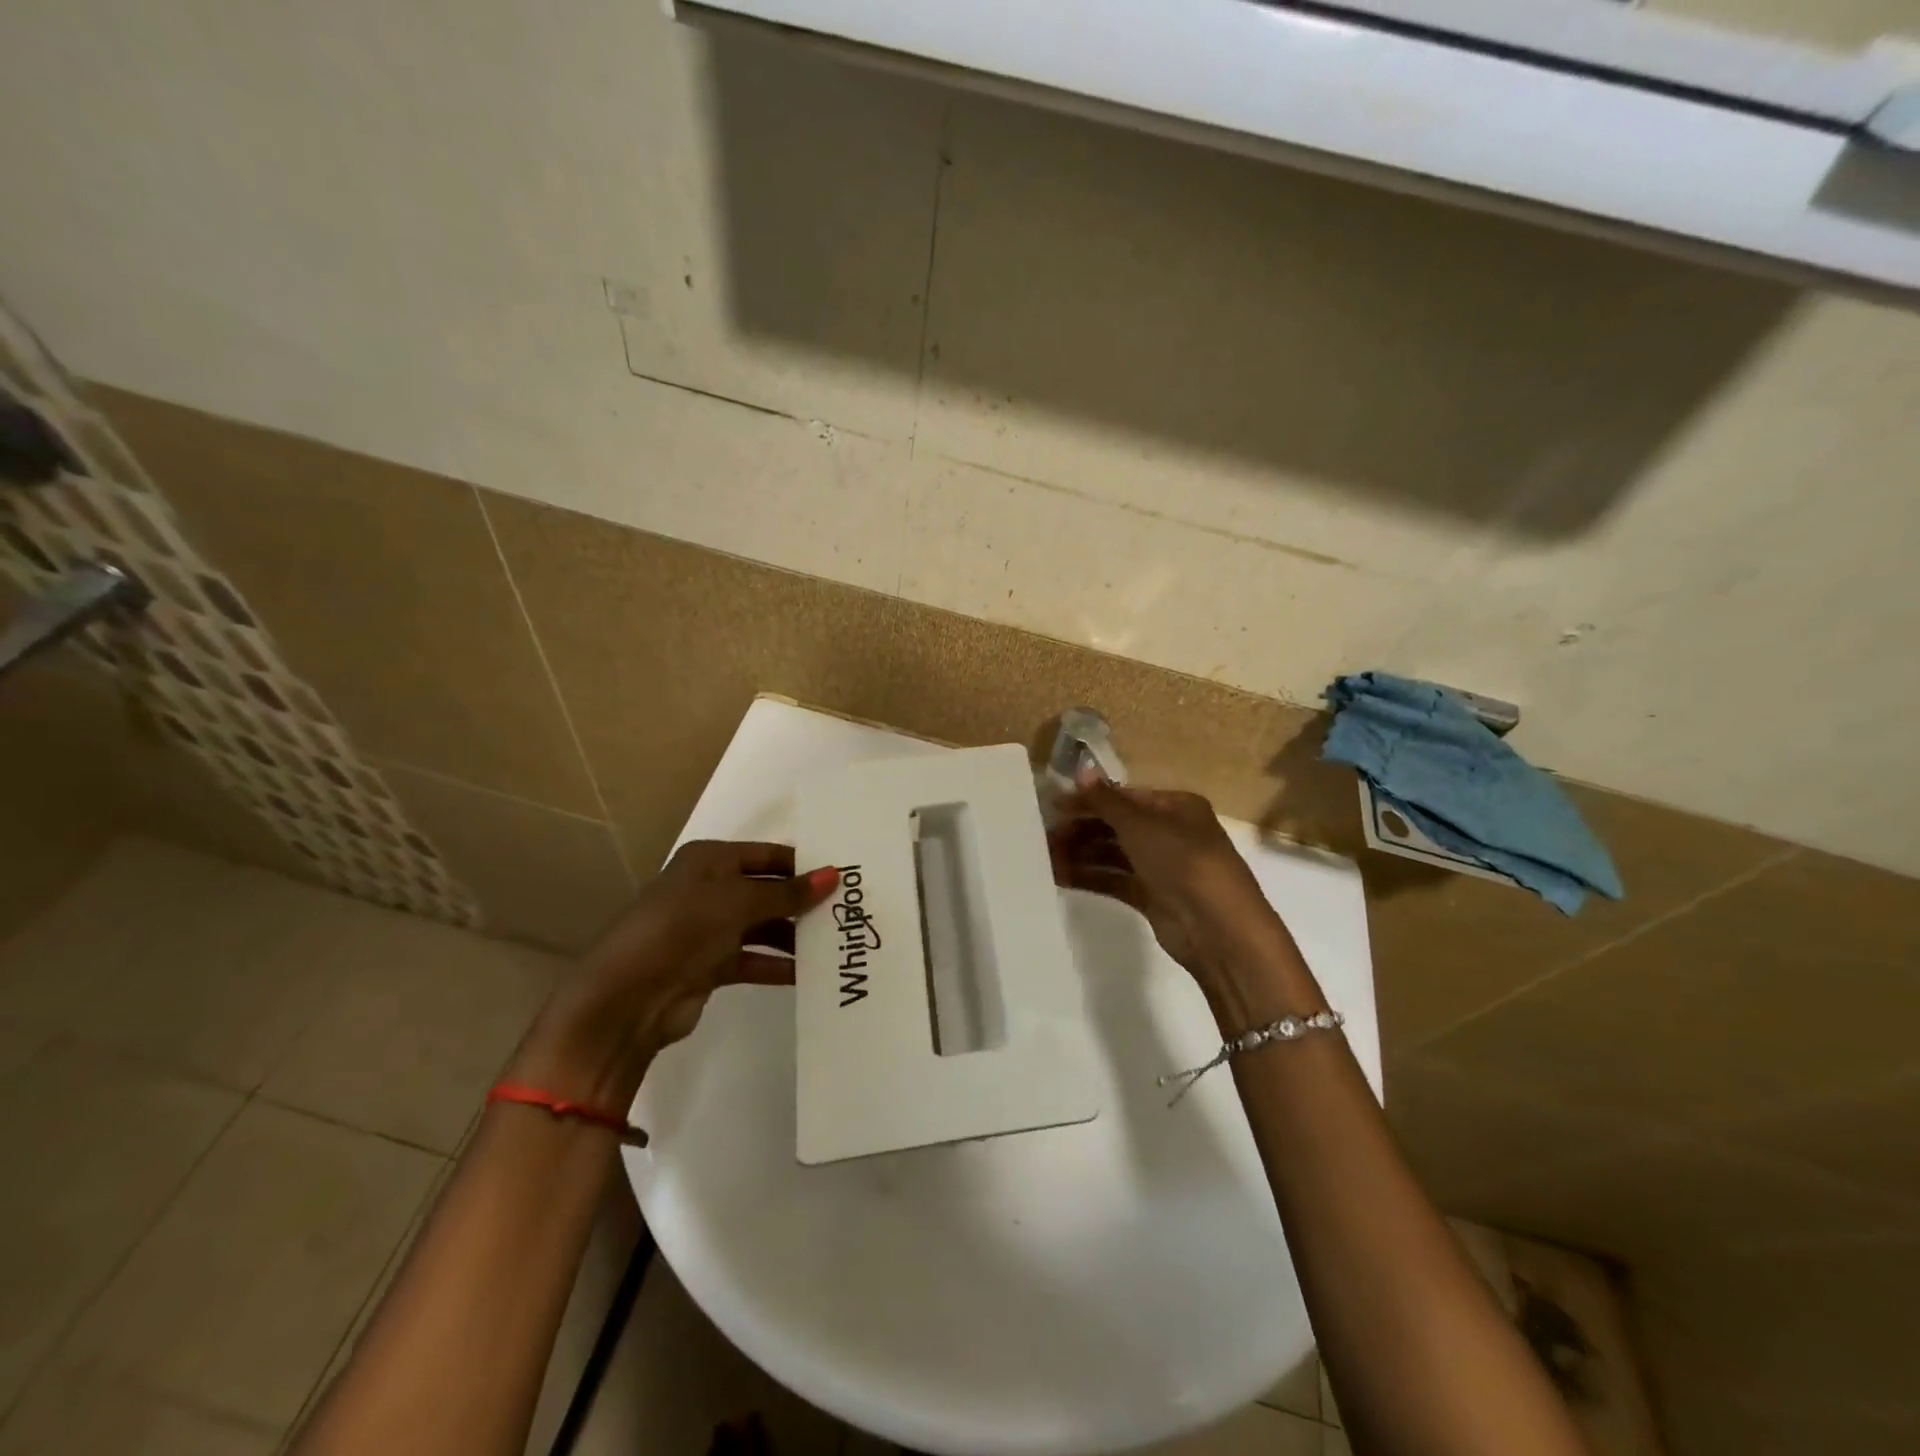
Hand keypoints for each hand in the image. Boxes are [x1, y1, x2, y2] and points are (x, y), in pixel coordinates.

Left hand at [512, 842, 838, 1106]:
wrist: (625, 999)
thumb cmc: (680, 929)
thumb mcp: (737, 902)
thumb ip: (788, 892)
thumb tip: (835, 875)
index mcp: (709, 860)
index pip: (767, 854)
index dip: (802, 864)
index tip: (844, 876)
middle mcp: (710, 889)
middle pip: (767, 890)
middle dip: (803, 901)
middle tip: (848, 911)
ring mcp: (709, 929)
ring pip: (763, 926)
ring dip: (794, 935)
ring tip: (835, 943)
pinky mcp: (710, 966)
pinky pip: (754, 959)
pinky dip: (778, 965)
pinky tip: (810, 973)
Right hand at [1050, 778, 1299, 1005]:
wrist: (1218, 928)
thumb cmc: (1182, 861)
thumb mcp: (1141, 824)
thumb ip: (1106, 801)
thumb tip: (1081, 771)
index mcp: (1176, 807)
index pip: (1124, 797)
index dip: (1089, 800)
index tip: (1053, 806)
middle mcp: (1170, 833)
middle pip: (1117, 825)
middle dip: (1081, 828)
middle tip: (1045, 836)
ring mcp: (1162, 867)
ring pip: (1114, 853)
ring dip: (1081, 853)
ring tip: (1046, 858)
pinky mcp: (1153, 897)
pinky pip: (1115, 880)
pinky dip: (1090, 876)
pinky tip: (1061, 877)